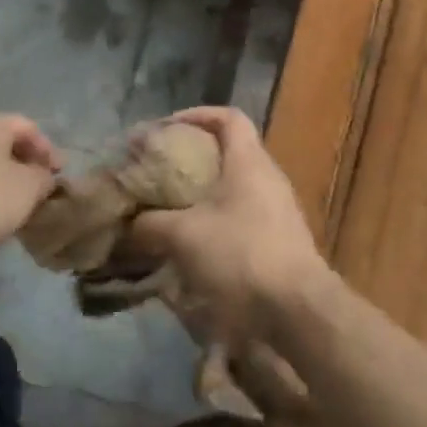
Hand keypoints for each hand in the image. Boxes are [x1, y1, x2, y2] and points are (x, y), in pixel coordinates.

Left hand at [0, 114, 62, 265]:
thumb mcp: (24, 191)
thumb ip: (42, 180)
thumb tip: (42, 176)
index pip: (28, 127)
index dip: (48, 150)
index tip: (59, 178)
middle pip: (3, 146)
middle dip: (24, 170)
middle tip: (38, 197)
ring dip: (1, 187)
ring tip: (11, 216)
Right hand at [125, 107, 328, 344]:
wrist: (298, 311)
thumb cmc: (241, 255)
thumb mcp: (184, 236)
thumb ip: (151, 224)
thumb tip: (128, 224)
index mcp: (249, 161)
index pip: (228, 117)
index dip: (197, 115)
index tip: (167, 128)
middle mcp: (268, 178)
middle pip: (230, 151)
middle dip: (194, 157)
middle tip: (162, 169)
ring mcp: (279, 211)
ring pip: (236, 187)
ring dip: (204, 192)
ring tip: (172, 207)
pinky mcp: (281, 241)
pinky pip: (243, 216)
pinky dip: (217, 219)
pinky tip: (195, 243)